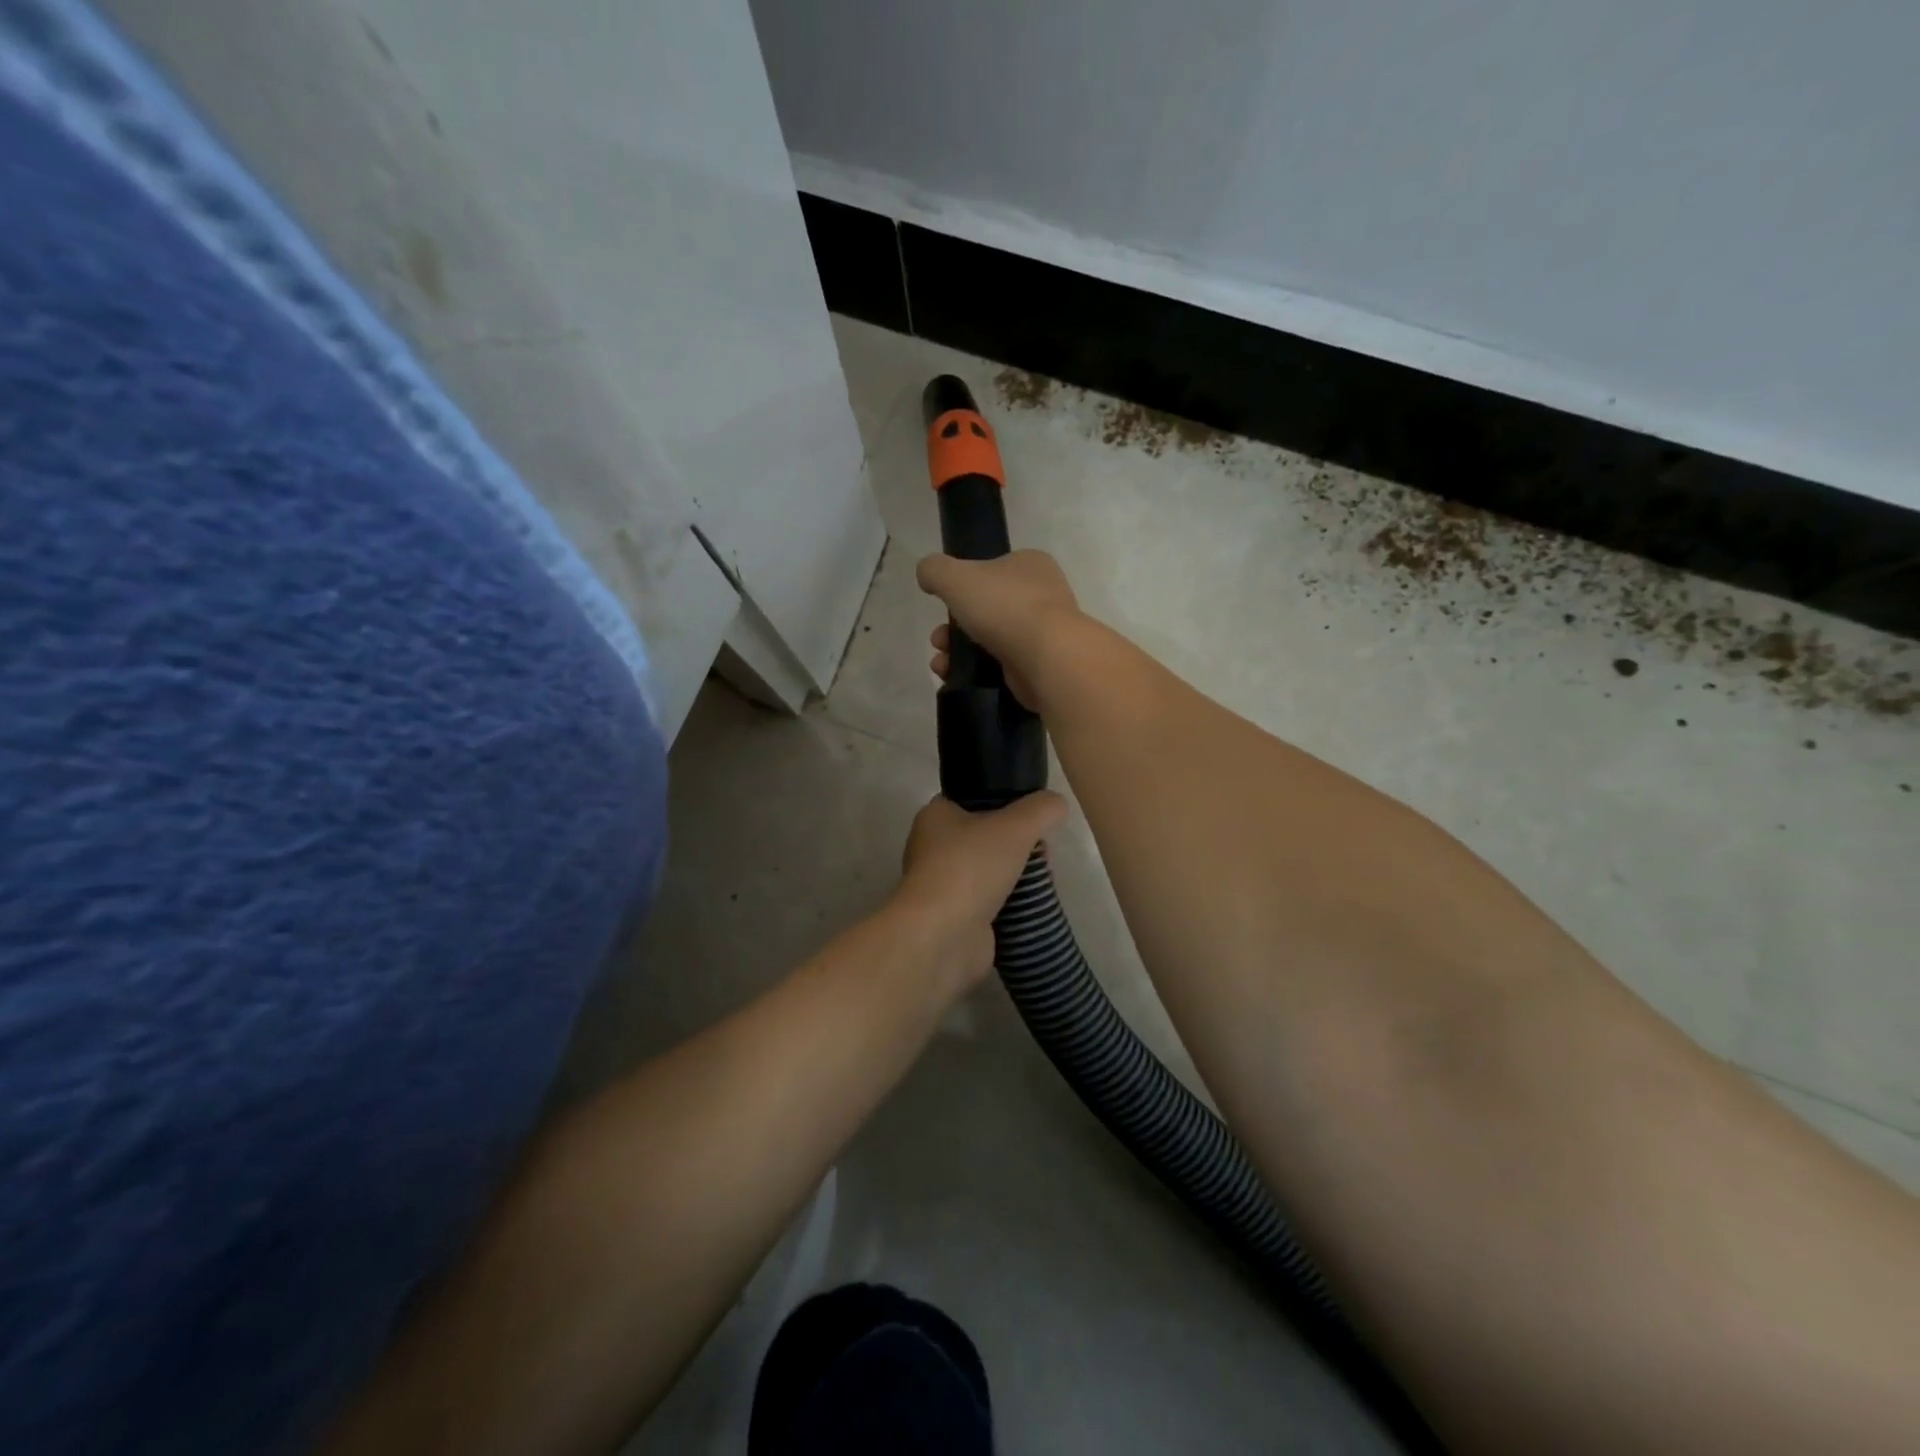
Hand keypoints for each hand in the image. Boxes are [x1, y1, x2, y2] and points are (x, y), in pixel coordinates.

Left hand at [890, 792, 1068, 993]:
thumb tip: (1057, 804)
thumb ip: (1041, 809)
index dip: (1004, 804)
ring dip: (1016, 877)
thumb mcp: (1016, 826)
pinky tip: (1031, 907)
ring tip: (1043, 881)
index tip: (1033, 817)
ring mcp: (941, 886)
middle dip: (1017, 845)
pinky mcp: (953, 918)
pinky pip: (988, 904)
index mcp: (935, 817)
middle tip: (1043, 854)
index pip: (972, 800)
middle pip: (985, 838)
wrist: (943, 936)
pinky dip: (1009, 905)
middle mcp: (932, 849)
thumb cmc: (971, 868)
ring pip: (988, 872)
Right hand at [918, 551, 1080, 708]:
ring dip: (958, 650)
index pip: (992, 569)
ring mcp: (1042, 633)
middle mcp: (1041, 595)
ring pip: (989, 638)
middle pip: (985, 608)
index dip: (963, 585)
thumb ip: (934, 570)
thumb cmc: (1004, 606)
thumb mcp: (955, 576)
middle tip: (938, 639)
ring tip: (941, 664)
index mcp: (1030, 565)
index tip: (945, 602)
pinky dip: (975, 670)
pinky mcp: (1039, 665)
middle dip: (953, 626)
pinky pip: (999, 665)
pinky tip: (954, 677)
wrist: (1047, 658)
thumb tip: (927, 575)